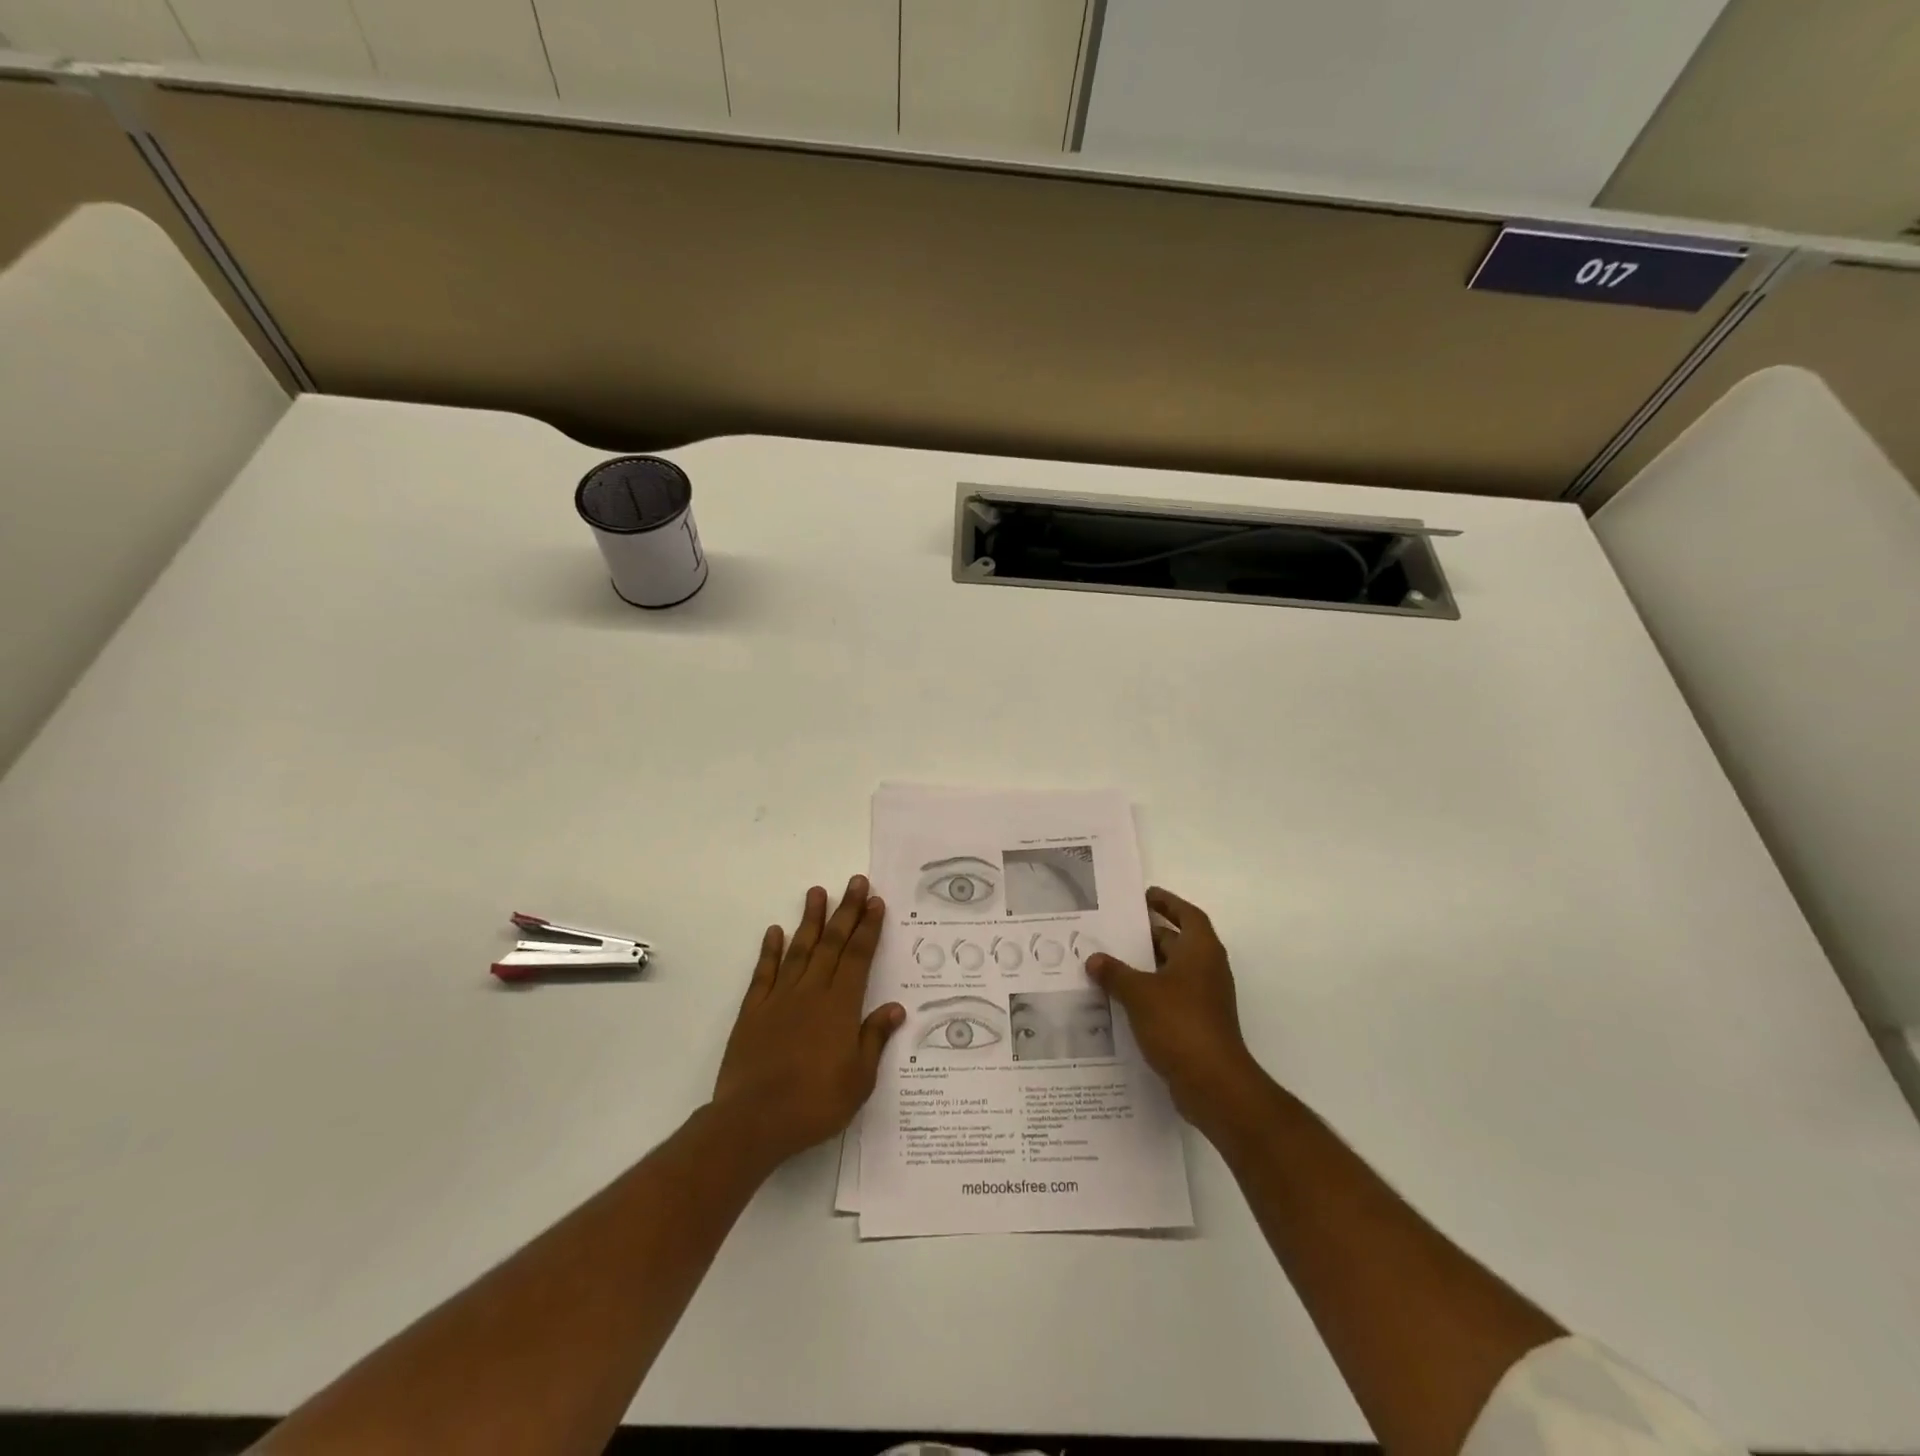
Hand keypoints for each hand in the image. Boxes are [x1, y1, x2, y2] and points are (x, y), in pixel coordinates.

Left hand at [712, 876, 904, 1168]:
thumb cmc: (815, 1103)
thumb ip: (874, 1039)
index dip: (868, 928)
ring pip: (799, 949)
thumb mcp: (859, 1079)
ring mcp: (780, 999)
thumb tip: (895, 1008)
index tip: (875, 902)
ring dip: (810, 920)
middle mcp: (812, 992)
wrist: (753, 1121)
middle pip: (832, 944)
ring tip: (817, 892)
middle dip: (846, 911)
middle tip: (855, 882)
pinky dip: (770, 950)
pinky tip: (775, 931)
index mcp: (840, 1006)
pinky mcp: (753, 1011)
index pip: (858, 957)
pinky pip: (764, 973)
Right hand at [1087, 886, 1264, 1133]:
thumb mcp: (1139, 993)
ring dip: (1146, 966)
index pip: (1187, 915)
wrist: (1214, 1084)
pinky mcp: (1197, 1025)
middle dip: (1149, 935)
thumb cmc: (1180, 1024)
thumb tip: (1094, 959)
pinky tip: (1120, 999)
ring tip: (1109, 962)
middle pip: (1178, 942)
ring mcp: (1204, 999)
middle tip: (1115, 929)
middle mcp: (1206, 970)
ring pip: (1171, 972)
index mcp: (1200, 951)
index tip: (1145, 897)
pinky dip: (1149, 993)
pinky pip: (1169, 997)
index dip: (1168, 903)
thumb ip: (1115, 973)